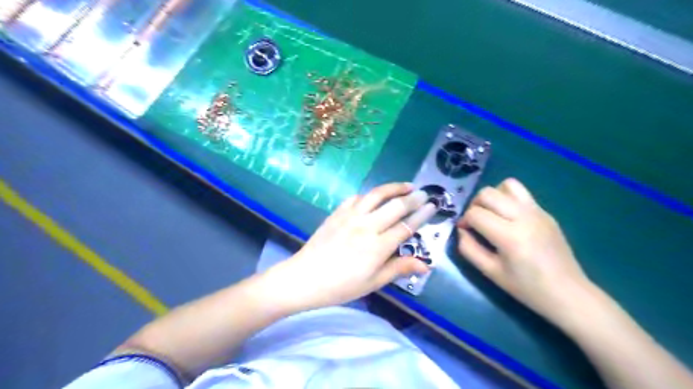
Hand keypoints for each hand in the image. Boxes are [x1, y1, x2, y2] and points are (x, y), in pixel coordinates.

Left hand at [268, 182, 431, 313]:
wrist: (305, 278)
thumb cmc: (341, 286)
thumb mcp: (373, 283)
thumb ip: (398, 269)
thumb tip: (425, 264)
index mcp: (378, 247)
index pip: (406, 226)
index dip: (422, 215)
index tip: (433, 206)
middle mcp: (367, 226)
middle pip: (395, 206)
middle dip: (413, 198)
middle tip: (425, 193)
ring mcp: (350, 217)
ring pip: (376, 195)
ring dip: (393, 188)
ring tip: (406, 185)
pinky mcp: (337, 213)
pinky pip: (356, 198)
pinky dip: (369, 194)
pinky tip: (374, 196)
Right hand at [459, 179, 592, 324]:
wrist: (568, 293)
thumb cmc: (526, 288)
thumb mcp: (490, 273)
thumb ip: (469, 249)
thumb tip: (462, 230)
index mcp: (510, 236)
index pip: (475, 214)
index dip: (464, 220)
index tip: (464, 231)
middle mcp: (524, 217)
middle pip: (488, 193)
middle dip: (474, 205)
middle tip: (475, 222)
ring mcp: (537, 211)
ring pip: (506, 184)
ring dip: (492, 197)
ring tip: (492, 214)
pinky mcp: (545, 212)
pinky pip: (521, 193)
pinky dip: (507, 199)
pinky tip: (508, 218)